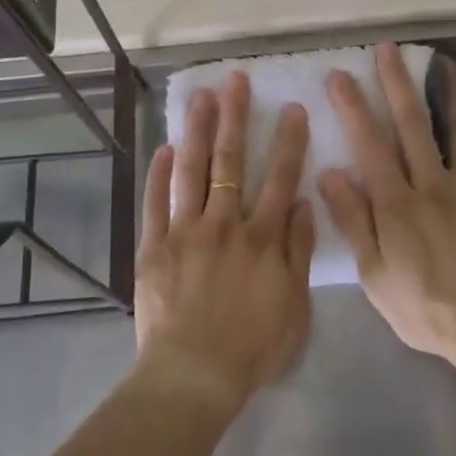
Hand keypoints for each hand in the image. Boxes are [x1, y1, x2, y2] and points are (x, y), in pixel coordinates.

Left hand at [133, 72, 315, 410]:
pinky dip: (158, 174)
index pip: (279, 179)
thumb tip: (302, 203)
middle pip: (231, 162)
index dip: (287, 142)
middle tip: (235, 81)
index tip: (290, 108)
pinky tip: (162, 147)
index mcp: (262, 238)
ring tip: (199, 97)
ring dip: (196, 131)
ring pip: (191, 171)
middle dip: (235, 118)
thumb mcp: (295, 307)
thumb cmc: (252, 347)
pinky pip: (155, 203)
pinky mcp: (154, 246)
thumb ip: (298, 251)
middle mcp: (224, 224)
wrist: (194, 374)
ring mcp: (185, 231)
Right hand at [318, 42, 455, 357]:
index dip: (353, 107)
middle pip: (410, 124)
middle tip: (386, 49)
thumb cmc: (423, 306)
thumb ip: (353, 221)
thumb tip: (329, 173)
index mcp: (396, 205)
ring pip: (451, 128)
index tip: (340, 75)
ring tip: (435, 59)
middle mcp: (430, 184)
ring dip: (439, 90)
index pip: (370, 144)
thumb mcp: (374, 274)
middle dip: (395, 83)